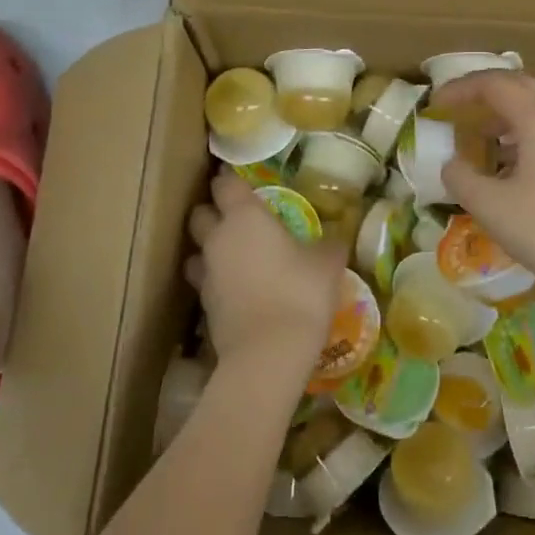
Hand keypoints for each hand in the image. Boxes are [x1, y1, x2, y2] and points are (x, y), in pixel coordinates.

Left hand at [185, 169, 345, 380]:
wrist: (269, 353)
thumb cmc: (300, 293)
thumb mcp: (327, 264)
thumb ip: (328, 244)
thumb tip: (336, 237)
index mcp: (245, 217)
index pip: (225, 184)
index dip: (231, 180)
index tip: (241, 181)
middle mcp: (218, 238)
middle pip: (200, 214)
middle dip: (213, 212)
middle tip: (237, 219)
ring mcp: (207, 273)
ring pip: (197, 250)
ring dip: (209, 249)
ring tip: (233, 256)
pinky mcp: (204, 305)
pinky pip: (205, 282)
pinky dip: (216, 281)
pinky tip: (237, 289)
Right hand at [432, 71, 534, 308]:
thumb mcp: (490, 206)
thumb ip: (461, 177)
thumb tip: (452, 164)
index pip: (494, 84)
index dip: (460, 89)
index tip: (435, 105)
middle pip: (519, 86)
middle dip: (483, 92)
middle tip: (456, 108)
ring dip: (503, 113)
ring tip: (478, 136)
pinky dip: (521, 132)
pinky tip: (509, 162)